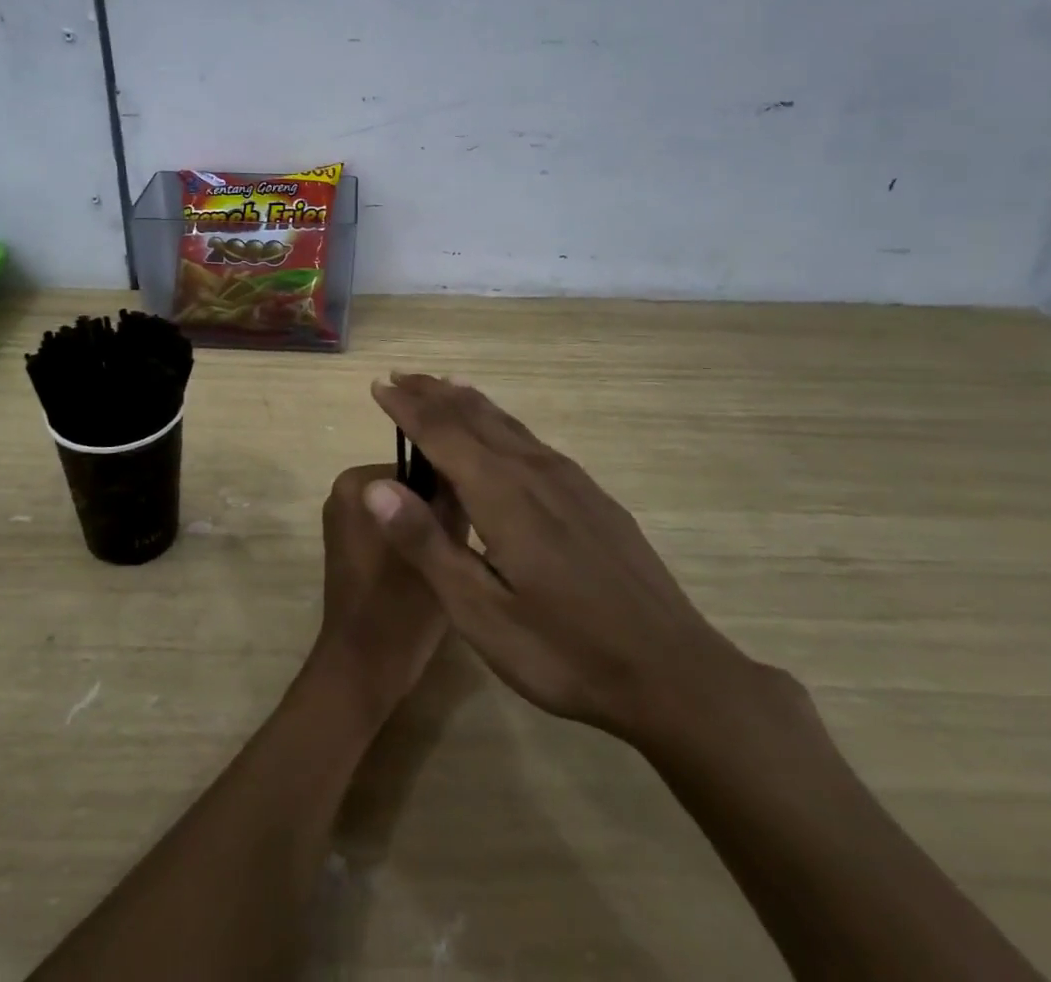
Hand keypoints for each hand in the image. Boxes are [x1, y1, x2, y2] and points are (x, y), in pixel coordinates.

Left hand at [311, 463, 467, 728]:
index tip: (474, 516)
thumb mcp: (441, 546)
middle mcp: (343, 492)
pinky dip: (409, 542)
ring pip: (402, 511)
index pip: (420, 466)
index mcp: (357, 482)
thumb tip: (462, 472)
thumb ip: (450, 501)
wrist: (364, 666)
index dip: (450, 491)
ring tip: (450, 558)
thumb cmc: (401, 604)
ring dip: (425, 528)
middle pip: (409, 488)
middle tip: (460, 545)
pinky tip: (430, 568)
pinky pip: (388, 529)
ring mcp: (342, 520)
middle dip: (435, 511)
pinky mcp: (347, 546)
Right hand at [365, 376, 759, 748]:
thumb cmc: (564, 650)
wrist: (673, 673)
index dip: (406, 407)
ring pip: (507, 423)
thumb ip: (427, 544)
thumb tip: (376, 486)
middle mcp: (534, 471)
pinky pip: (532, 439)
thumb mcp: (481, 612)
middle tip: (402, 377)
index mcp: (502, 493)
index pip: (441, 432)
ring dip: (468, 402)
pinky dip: (501, 422)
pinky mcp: (592, 496)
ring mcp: (570, 481)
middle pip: (474, 416)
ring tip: (444, 386)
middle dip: (433, 394)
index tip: (378, 386)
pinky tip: (504, 434)